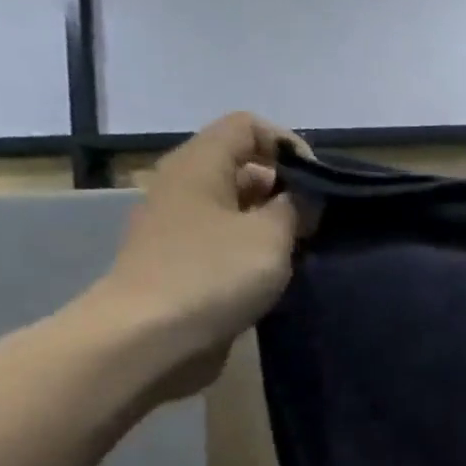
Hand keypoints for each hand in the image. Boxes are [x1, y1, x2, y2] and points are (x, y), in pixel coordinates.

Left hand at [84, 112, 311, 397]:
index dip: (288, 145)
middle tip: (316, 223)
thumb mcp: (271, 234)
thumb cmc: (213, 274)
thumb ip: (297, 206)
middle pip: (244, 166)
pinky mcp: (183, 263)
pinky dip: (256, 251)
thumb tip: (304, 198)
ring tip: (301, 252)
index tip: (318, 184)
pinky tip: (276, 275)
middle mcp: (185, 187)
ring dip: (275, 224)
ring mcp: (181, 227)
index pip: (248, 126)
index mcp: (199, 165)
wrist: (147, 339)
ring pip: (239, 208)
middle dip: (287, 189)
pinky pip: (228, 241)